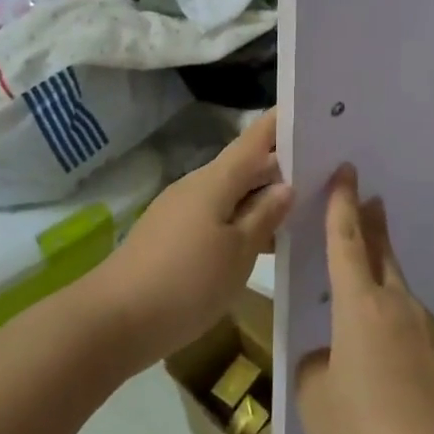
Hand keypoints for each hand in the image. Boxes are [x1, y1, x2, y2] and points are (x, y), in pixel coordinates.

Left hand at [91, 109, 292, 367]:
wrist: (111, 322)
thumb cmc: (185, 283)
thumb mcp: (238, 253)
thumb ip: (264, 216)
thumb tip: (286, 185)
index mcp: (216, 180)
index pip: (255, 138)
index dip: (281, 123)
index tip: (311, 111)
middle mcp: (197, 185)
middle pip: (245, 166)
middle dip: (281, 167)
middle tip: (322, 172)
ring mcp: (180, 209)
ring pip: (231, 194)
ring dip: (261, 199)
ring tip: (301, 211)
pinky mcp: (170, 235)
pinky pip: (215, 215)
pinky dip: (241, 220)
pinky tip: (260, 243)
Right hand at [295, 166, 433, 433]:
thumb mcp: (316, 403)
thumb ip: (317, 369)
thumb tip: (332, 359)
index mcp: (360, 306)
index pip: (346, 241)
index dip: (342, 204)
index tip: (348, 171)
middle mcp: (399, 305)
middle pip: (382, 254)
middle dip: (372, 225)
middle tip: (369, 201)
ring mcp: (430, 330)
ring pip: (398, 294)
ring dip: (381, 285)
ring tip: (361, 312)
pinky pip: (413, 331)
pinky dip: (396, 332)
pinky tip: (389, 373)